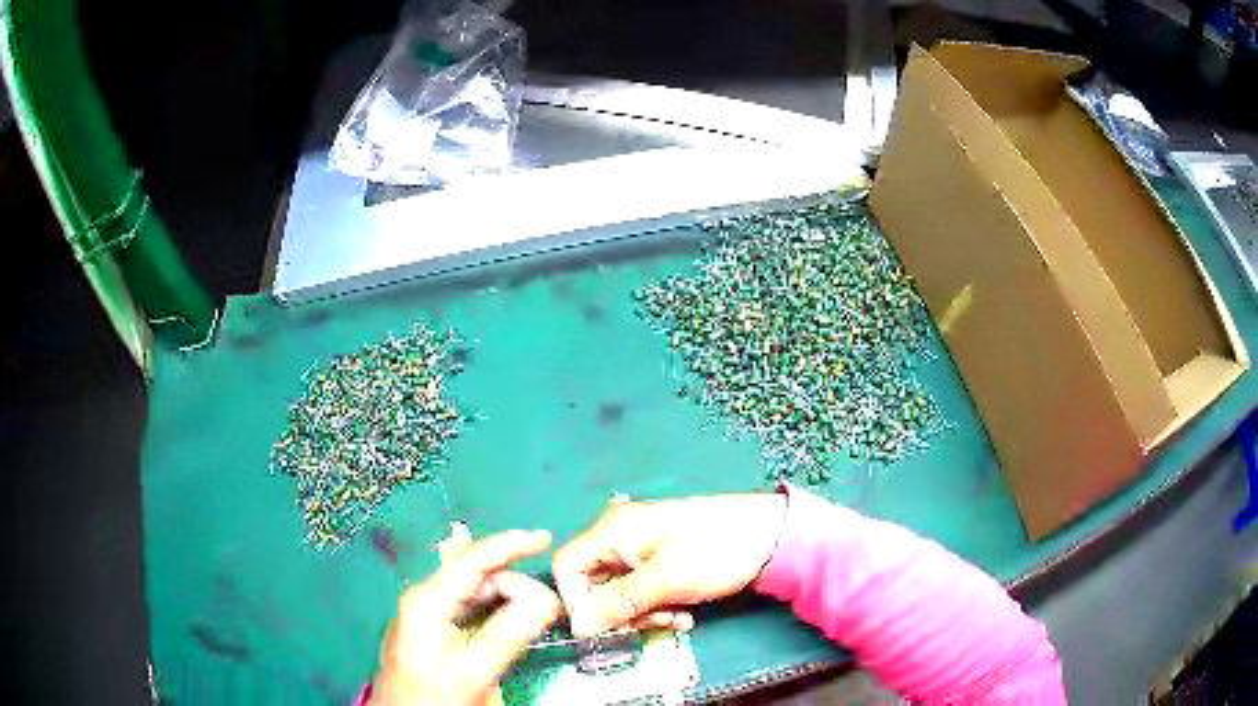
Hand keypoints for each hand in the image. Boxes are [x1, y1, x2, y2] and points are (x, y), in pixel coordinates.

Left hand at [371, 528, 561, 705]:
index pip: (475, 559)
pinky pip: (469, 608)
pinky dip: (494, 610)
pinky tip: (509, 620)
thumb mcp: (472, 670)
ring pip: (474, 593)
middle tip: (548, 608)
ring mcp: (425, 614)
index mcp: (428, 600)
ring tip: (534, 616)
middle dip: (515, 584)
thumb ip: (507, 635)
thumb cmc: (431, 695)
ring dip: (507, 598)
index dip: (511, 545)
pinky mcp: (431, 630)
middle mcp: (424, 599)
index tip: (545, 539)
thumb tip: (544, 602)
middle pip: (477, 576)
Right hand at [552, 493, 786, 636]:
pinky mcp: (661, 561)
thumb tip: (578, 627)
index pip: (567, 568)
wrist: (771, 535)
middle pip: (593, 584)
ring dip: (643, 614)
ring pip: (619, 593)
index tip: (606, 626)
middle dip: (620, 612)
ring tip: (677, 617)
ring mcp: (641, 548)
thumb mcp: (666, 580)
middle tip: (653, 623)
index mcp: (612, 530)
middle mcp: (620, 536)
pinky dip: (658, 606)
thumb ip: (617, 603)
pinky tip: (685, 613)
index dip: (577, 601)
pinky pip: (643, 591)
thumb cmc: (716, 550)